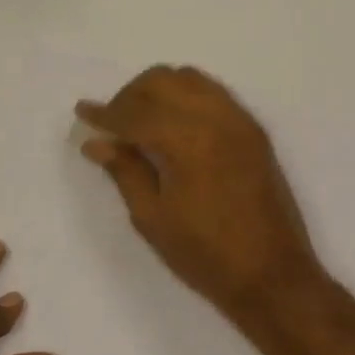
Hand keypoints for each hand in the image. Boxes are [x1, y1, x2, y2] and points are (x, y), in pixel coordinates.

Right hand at [76, 65, 327, 321]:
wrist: (272, 275)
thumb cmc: (205, 254)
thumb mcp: (153, 218)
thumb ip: (125, 171)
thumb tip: (96, 143)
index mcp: (187, 140)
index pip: (135, 113)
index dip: (105, 114)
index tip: (82, 112)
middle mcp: (215, 118)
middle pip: (162, 81)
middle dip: (130, 96)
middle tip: (111, 124)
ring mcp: (239, 120)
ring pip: (190, 79)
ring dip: (159, 90)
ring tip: (141, 120)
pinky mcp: (253, 131)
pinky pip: (213, 93)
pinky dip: (187, 96)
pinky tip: (174, 123)